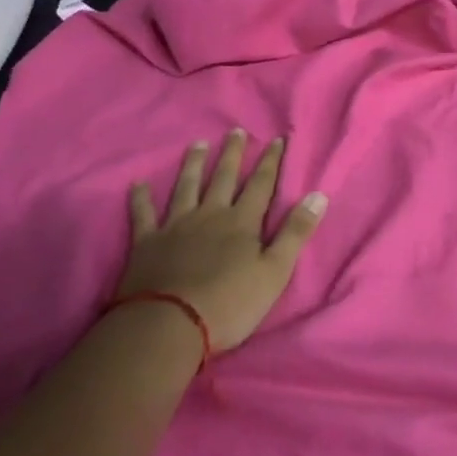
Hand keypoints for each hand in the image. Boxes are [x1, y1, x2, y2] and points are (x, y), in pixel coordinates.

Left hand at [114, 131, 326, 351]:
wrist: (170, 325)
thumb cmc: (230, 303)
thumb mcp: (275, 272)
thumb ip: (295, 233)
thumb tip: (318, 196)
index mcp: (242, 223)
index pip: (261, 185)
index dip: (270, 162)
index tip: (277, 140)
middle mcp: (210, 215)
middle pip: (223, 178)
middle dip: (232, 154)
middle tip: (236, 131)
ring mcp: (176, 226)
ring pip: (186, 187)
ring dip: (193, 165)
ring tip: (197, 144)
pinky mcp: (147, 243)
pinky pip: (143, 214)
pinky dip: (140, 199)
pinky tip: (137, 184)